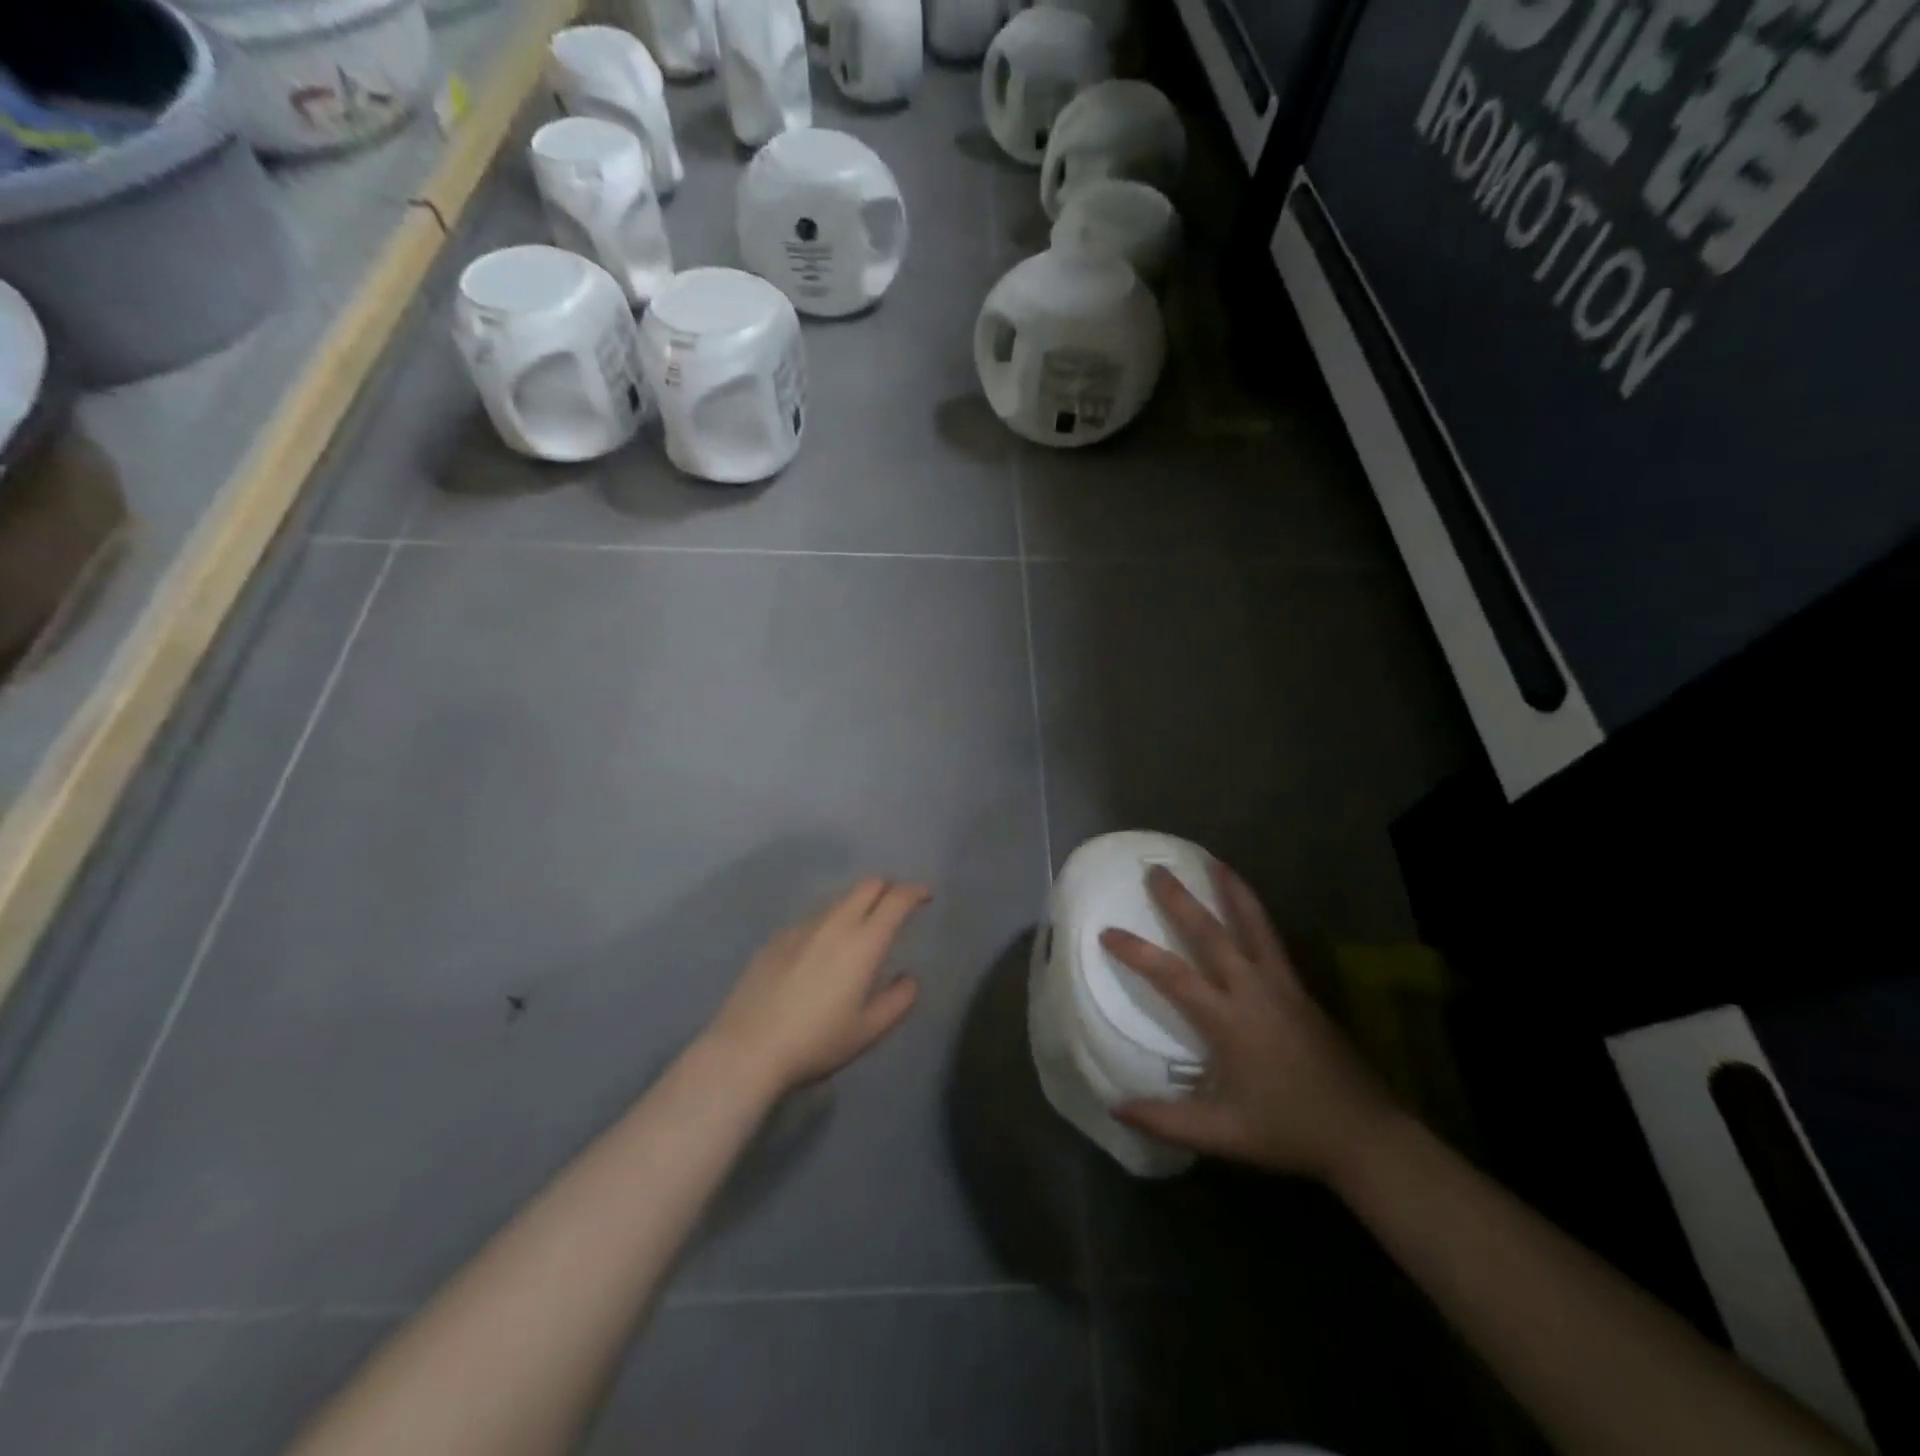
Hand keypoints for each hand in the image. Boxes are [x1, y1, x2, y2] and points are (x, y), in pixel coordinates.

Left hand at [708, 879, 928, 1092]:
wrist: (748, 1048)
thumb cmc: (817, 1041)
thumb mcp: (869, 1030)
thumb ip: (899, 1000)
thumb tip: (909, 978)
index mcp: (864, 942)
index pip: (897, 899)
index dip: (915, 892)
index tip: (925, 897)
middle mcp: (835, 923)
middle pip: (868, 885)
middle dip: (889, 888)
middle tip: (897, 908)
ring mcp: (802, 927)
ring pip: (839, 900)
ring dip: (858, 905)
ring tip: (860, 933)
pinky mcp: (777, 938)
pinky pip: (813, 919)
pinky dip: (829, 924)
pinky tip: (821, 954)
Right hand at [1102, 862, 1397, 1181]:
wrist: (1365, 1134)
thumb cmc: (1288, 1129)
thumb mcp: (1223, 1135)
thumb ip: (1166, 1121)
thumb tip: (1115, 1106)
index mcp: (1228, 1020)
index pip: (1172, 975)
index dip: (1137, 952)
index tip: (1107, 932)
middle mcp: (1253, 990)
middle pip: (1211, 933)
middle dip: (1181, 900)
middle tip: (1156, 870)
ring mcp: (1282, 985)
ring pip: (1253, 924)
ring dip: (1231, 891)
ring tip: (1214, 862)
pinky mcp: (1301, 989)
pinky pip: (1272, 939)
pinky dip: (1255, 913)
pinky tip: (1249, 907)